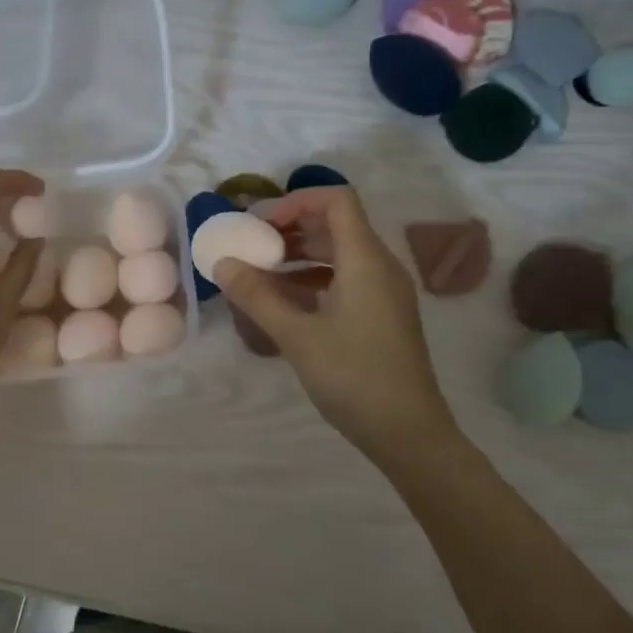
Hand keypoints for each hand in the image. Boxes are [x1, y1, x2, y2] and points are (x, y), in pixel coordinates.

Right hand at [215, 186, 453, 457]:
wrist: (409, 432)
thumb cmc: (354, 377)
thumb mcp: (297, 336)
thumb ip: (257, 296)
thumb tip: (223, 263)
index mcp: (366, 259)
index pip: (337, 200)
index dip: (296, 201)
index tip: (260, 226)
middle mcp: (380, 266)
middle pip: (336, 225)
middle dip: (291, 229)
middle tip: (252, 247)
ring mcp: (385, 292)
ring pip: (340, 254)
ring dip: (300, 256)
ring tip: (260, 274)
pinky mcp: (382, 315)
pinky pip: (346, 279)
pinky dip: (314, 280)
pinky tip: (284, 303)